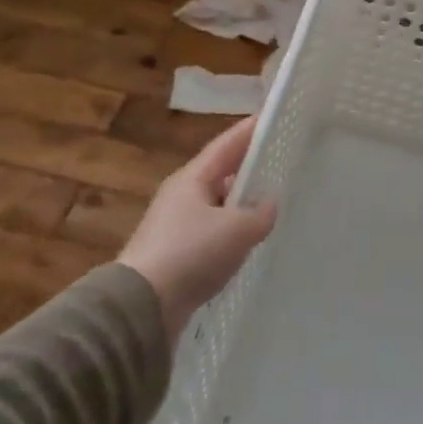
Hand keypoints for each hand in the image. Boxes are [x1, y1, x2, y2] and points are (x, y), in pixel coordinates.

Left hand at [118, 117, 276, 340]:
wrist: (142, 305)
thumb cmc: (190, 254)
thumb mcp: (236, 229)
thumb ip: (259, 213)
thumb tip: (268, 205)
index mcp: (192, 179)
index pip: (226, 146)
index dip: (249, 131)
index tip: (271, 117)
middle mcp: (182, 197)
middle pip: (222, 174)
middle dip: (249, 168)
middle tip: (281, 162)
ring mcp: (177, 227)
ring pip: (218, 206)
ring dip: (242, 204)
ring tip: (273, 204)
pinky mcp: (178, 255)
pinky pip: (213, 234)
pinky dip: (233, 233)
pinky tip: (250, 243)